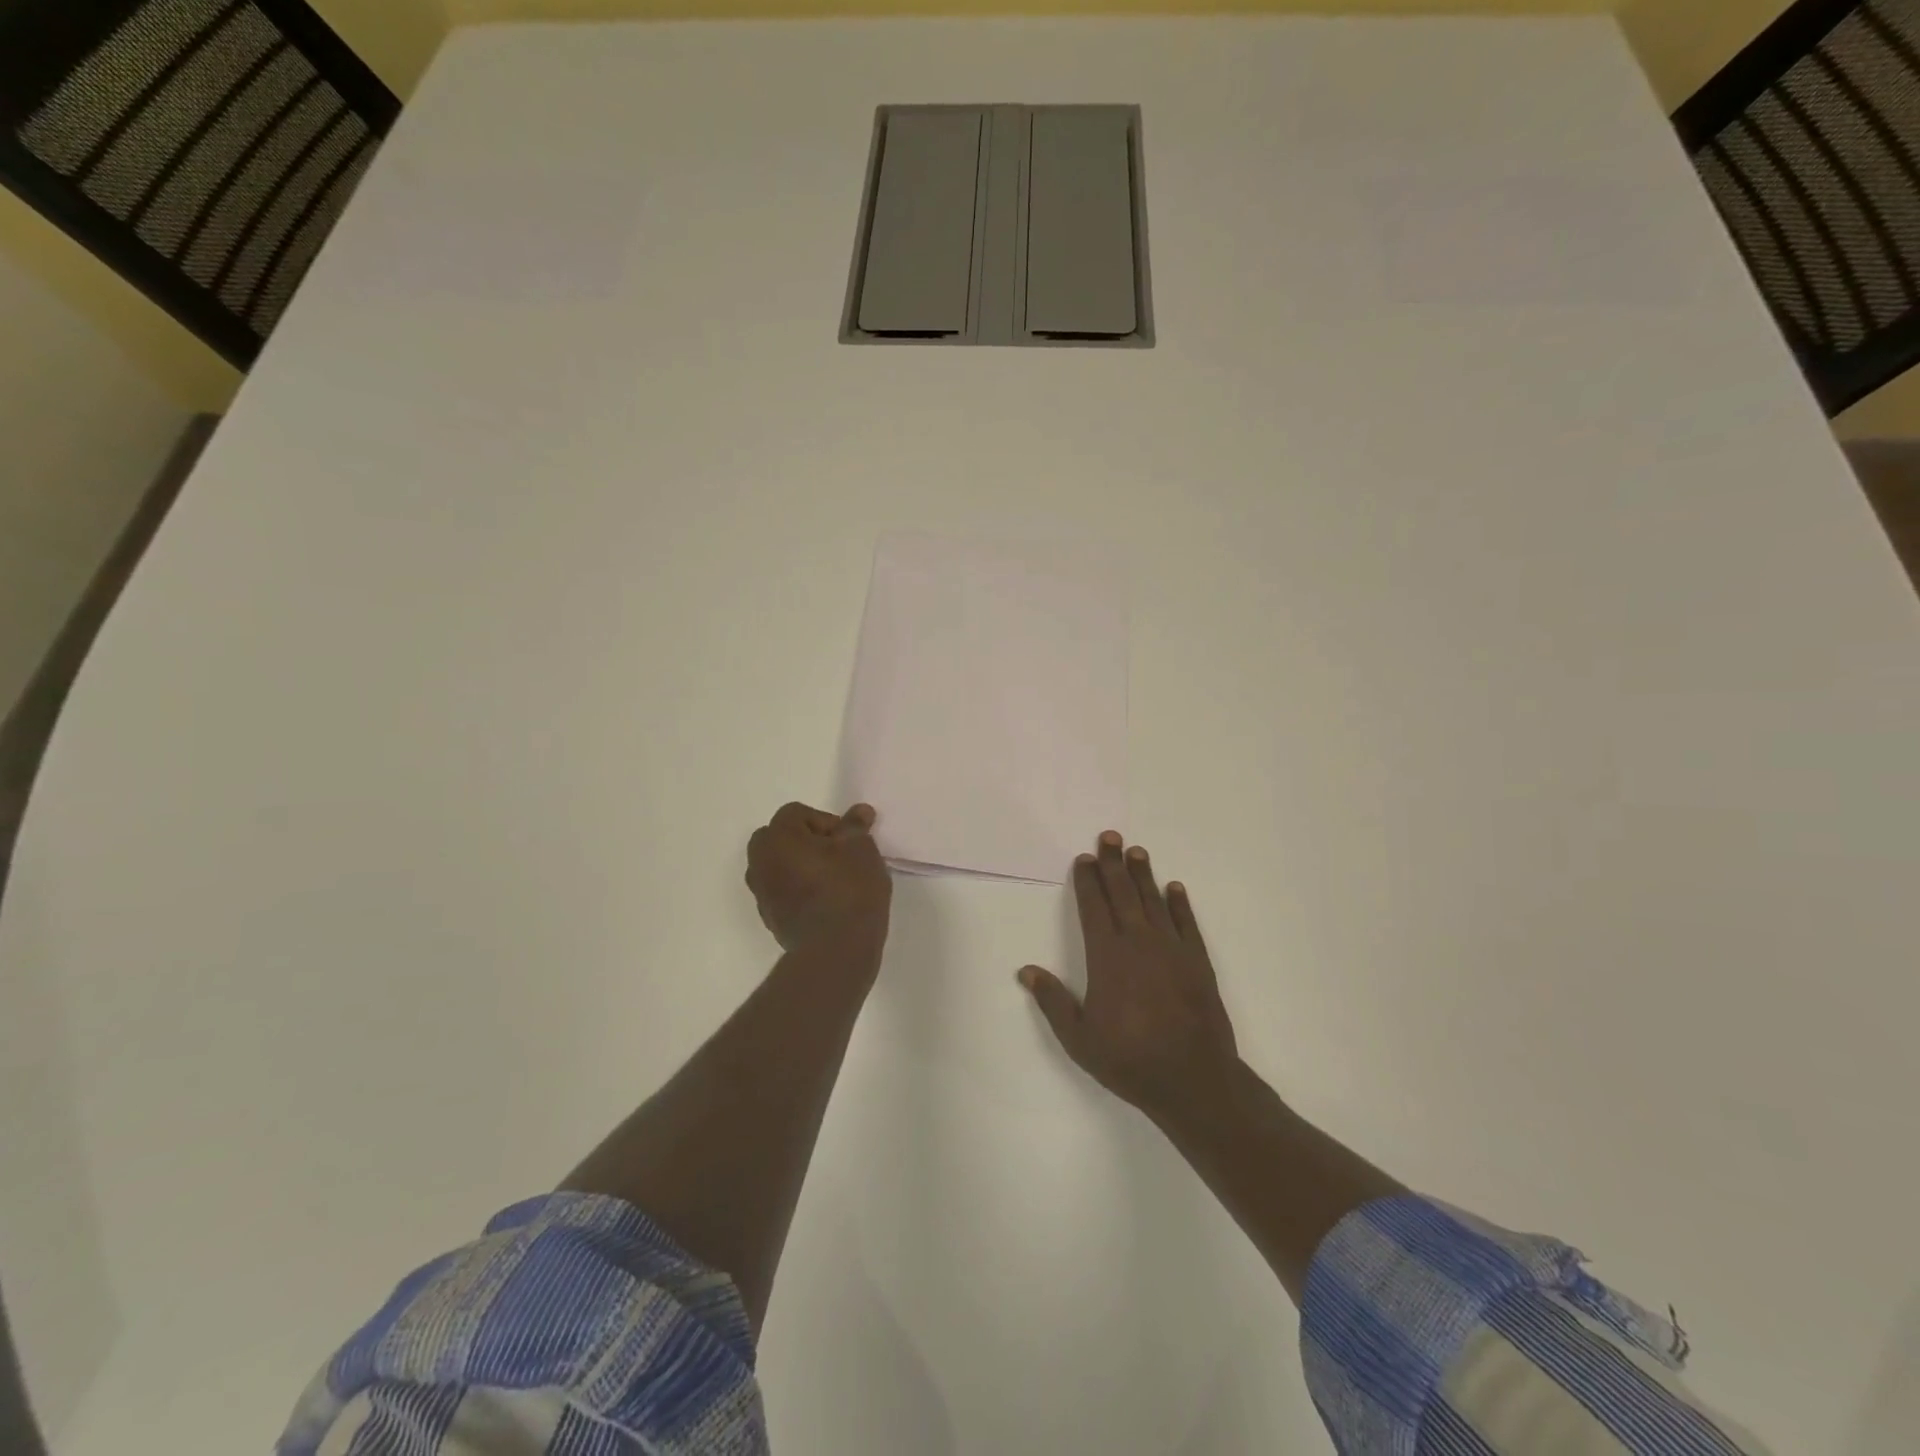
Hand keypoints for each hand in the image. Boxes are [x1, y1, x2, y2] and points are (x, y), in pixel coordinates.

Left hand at [746, 801, 890, 952]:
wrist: (836, 949)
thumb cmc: (849, 889)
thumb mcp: (861, 849)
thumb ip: (855, 827)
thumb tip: (859, 812)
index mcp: (777, 837)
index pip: (797, 813)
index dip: (827, 822)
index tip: (849, 842)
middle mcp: (760, 861)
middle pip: (781, 838)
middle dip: (808, 842)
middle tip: (839, 857)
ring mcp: (761, 893)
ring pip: (779, 866)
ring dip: (801, 866)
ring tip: (834, 880)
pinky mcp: (770, 919)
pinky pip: (783, 892)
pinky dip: (799, 890)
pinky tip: (826, 902)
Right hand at [1019, 831, 1237, 1123]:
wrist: (1194, 1079)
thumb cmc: (1130, 1059)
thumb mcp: (1079, 1038)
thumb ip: (1053, 1001)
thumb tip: (1026, 971)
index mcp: (1107, 957)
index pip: (1093, 908)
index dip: (1087, 882)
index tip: (1083, 859)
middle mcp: (1139, 943)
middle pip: (1123, 894)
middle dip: (1113, 864)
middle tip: (1109, 836)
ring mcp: (1172, 950)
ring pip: (1154, 901)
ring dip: (1143, 875)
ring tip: (1136, 851)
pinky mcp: (1198, 962)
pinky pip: (1187, 923)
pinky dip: (1180, 904)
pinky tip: (1174, 888)